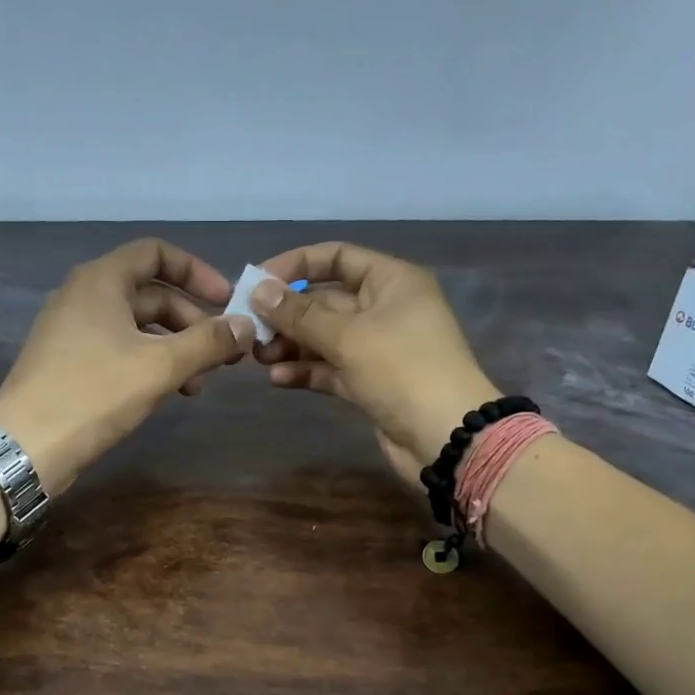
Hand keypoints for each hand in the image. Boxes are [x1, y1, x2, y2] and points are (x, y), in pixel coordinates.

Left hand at [0, 238, 253, 493]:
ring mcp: (73, 332)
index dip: (197, 272)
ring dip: (175, 349)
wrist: (28, 444)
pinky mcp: (69, 364)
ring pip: (137, 328)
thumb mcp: (161, 365)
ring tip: (200, 383)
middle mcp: (84, 296)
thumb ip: (208, 342)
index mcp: (101, 280)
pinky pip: (119, 351)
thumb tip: (245, 326)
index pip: (156, 253)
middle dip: (191, 321)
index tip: (227, 301)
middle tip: (222, 354)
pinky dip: (149, 365)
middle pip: (150, 294)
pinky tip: (169, 393)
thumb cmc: (96, 392)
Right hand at [251, 242, 499, 476]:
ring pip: (324, 338)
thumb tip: (258, 289)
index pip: (336, 258)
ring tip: (257, 357)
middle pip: (325, 301)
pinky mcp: (370, 383)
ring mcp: (377, 349)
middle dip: (286, 314)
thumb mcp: (348, 336)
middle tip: (248, 329)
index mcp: (391, 281)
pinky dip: (306, 371)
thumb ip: (300, 314)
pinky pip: (331, 369)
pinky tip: (278, 379)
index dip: (295, 265)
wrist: (446, 437)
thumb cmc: (402, 370)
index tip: (256, 282)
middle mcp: (384, 309)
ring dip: (291, 345)